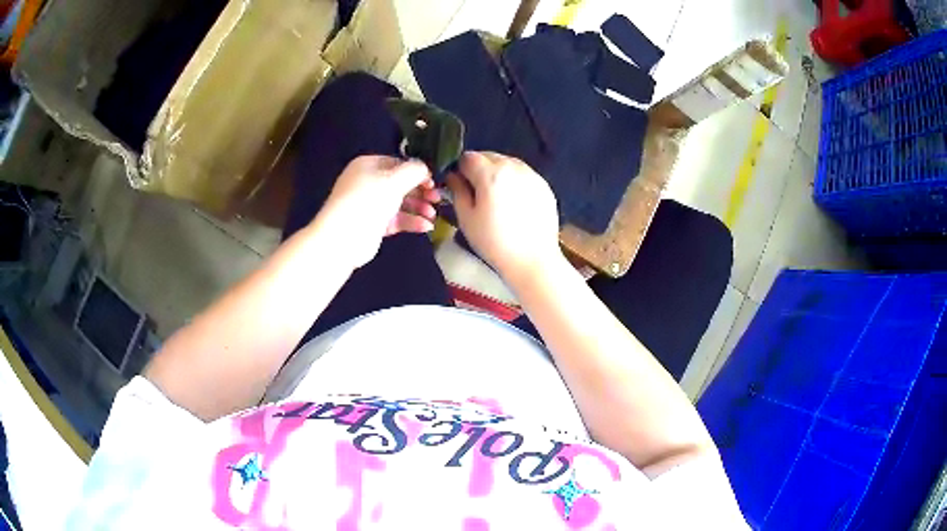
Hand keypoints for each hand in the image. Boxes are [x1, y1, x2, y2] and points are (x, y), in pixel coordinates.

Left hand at [315, 156, 439, 267]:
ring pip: (400, 202)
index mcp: (369, 165)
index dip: (418, 171)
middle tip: (437, 198)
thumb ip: (415, 170)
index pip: (398, 163)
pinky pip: (396, 219)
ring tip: (432, 215)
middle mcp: (368, 182)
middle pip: (401, 183)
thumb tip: (425, 168)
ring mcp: (370, 204)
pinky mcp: (374, 224)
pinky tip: (426, 227)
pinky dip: (411, 221)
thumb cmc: (368, 200)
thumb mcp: (394, 180)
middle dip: (420, 191)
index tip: (434, 181)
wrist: (343, 237)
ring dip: (418, 207)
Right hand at [447, 152, 562, 283]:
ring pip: (507, 162)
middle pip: (489, 156)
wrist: (533, 261)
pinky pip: (523, 174)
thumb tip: (453, 176)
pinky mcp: (544, 185)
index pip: (468, 157)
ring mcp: (532, 174)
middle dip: (479, 168)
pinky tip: (514, 204)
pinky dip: (515, 181)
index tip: (460, 185)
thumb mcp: (466, 218)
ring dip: (498, 172)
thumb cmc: (494, 242)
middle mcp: (513, 166)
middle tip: (478, 193)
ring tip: (497, 199)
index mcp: (491, 173)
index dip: (460, 169)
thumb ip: (457, 191)